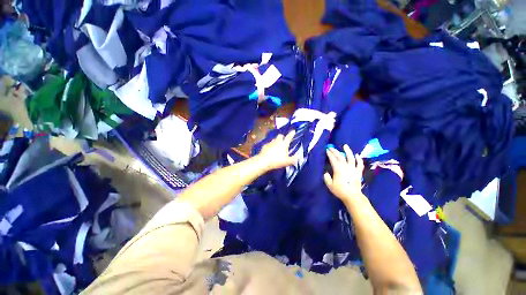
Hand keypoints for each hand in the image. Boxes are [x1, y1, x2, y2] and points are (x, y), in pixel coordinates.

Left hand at [257, 130, 296, 170]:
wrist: (263, 161)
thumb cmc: (277, 161)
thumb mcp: (287, 162)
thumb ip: (294, 159)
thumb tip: (298, 156)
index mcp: (284, 144)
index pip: (289, 137)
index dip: (292, 134)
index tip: (293, 131)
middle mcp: (277, 141)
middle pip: (280, 135)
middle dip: (282, 137)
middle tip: (283, 141)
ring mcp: (270, 143)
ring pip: (274, 139)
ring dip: (276, 141)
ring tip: (277, 146)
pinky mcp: (264, 146)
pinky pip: (268, 144)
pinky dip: (270, 146)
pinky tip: (269, 151)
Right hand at [324, 144, 364, 201]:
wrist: (352, 196)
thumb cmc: (340, 190)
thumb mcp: (330, 185)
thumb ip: (326, 178)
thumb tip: (326, 173)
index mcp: (338, 169)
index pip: (333, 159)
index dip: (330, 154)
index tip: (327, 150)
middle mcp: (346, 167)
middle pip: (340, 157)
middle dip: (335, 151)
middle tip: (331, 147)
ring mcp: (353, 169)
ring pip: (351, 158)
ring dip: (348, 151)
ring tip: (345, 146)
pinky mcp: (358, 172)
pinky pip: (360, 164)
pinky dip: (359, 159)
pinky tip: (357, 155)